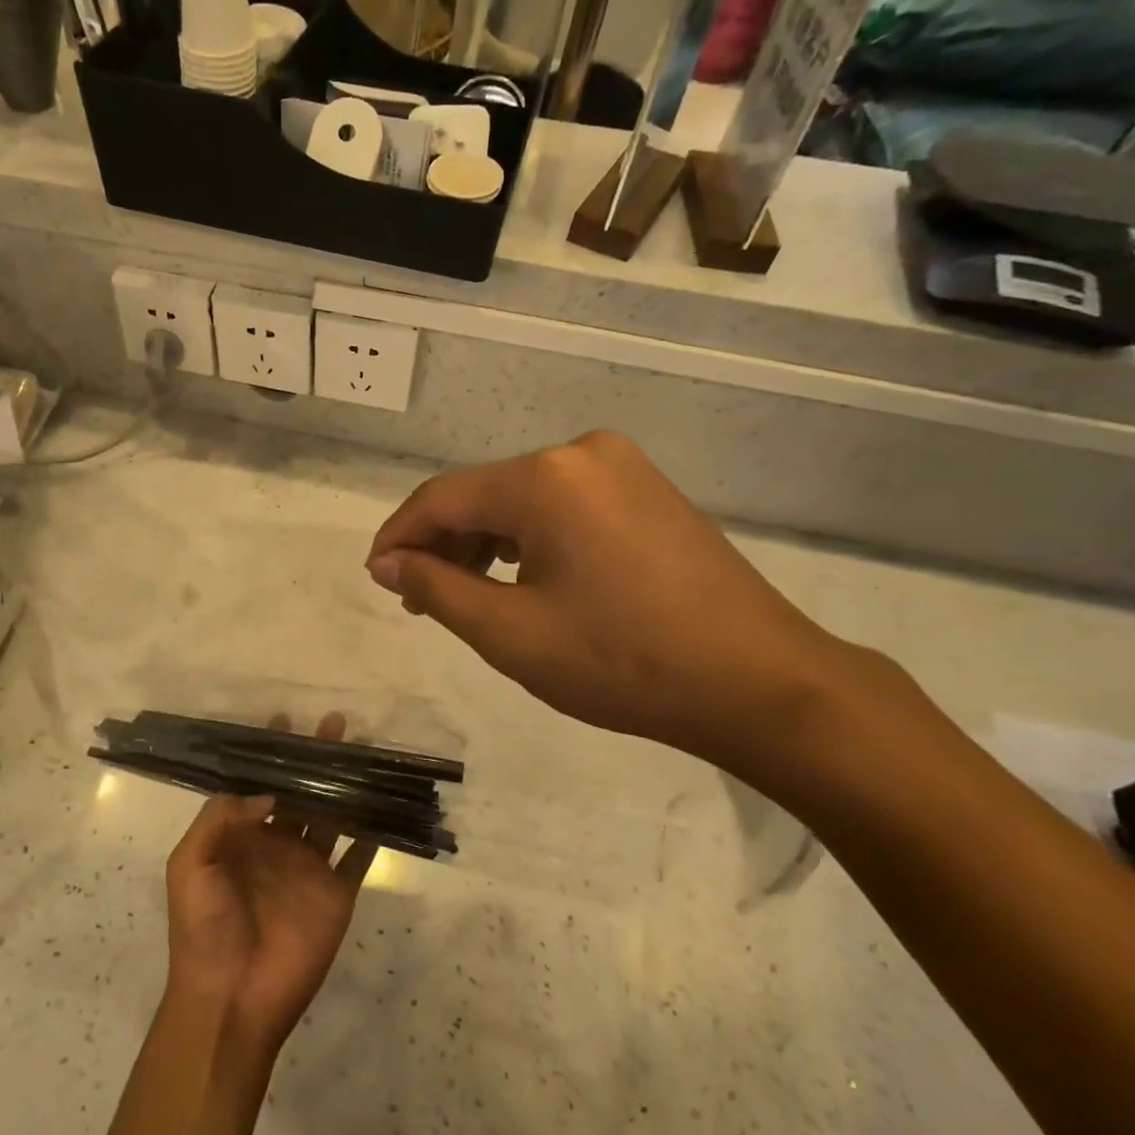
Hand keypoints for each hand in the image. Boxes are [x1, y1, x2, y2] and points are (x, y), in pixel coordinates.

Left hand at [164, 715, 376, 1055]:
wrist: (230, 999)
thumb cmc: (203, 928)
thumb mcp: (190, 864)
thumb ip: (220, 817)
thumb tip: (268, 791)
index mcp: (242, 835)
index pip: (258, 783)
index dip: (269, 754)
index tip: (284, 721)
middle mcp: (279, 843)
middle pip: (302, 791)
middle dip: (316, 758)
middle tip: (335, 722)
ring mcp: (310, 868)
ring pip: (333, 814)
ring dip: (347, 785)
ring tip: (364, 751)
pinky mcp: (337, 893)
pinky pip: (359, 856)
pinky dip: (373, 832)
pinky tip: (386, 804)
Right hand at [367, 431, 875, 778]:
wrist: (758, 681)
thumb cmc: (623, 663)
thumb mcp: (511, 634)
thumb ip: (437, 589)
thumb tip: (387, 563)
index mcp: (544, 478)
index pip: (442, 498)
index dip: (399, 537)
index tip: (375, 576)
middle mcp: (579, 452)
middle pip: (483, 494)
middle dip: (442, 544)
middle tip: (419, 600)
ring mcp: (621, 467)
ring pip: (522, 499)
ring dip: (484, 542)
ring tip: (466, 595)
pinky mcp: (646, 489)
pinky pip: (562, 505)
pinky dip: (528, 538)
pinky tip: (521, 577)